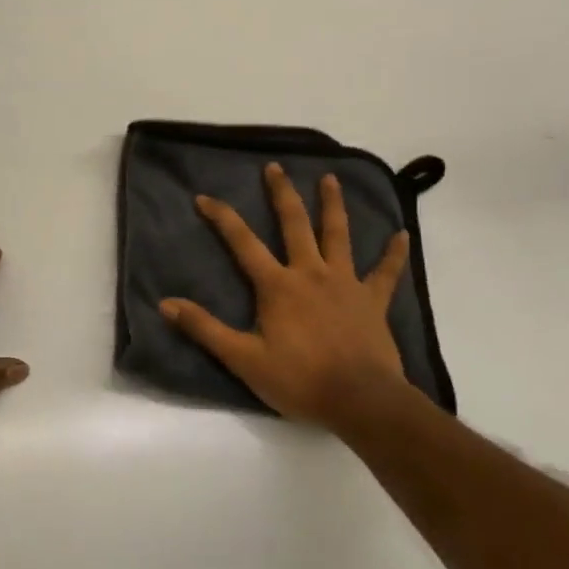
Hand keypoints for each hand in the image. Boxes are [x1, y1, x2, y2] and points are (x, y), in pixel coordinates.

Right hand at [160, 163, 418, 432]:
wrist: (361, 401)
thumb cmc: (299, 379)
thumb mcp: (243, 359)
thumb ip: (205, 329)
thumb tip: (166, 304)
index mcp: (277, 285)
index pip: (243, 243)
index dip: (222, 217)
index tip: (204, 197)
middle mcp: (310, 273)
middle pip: (295, 224)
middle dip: (282, 194)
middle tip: (276, 167)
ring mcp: (345, 283)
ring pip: (338, 235)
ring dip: (332, 205)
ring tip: (330, 179)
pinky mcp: (373, 301)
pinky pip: (385, 272)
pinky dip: (394, 253)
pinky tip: (402, 235)